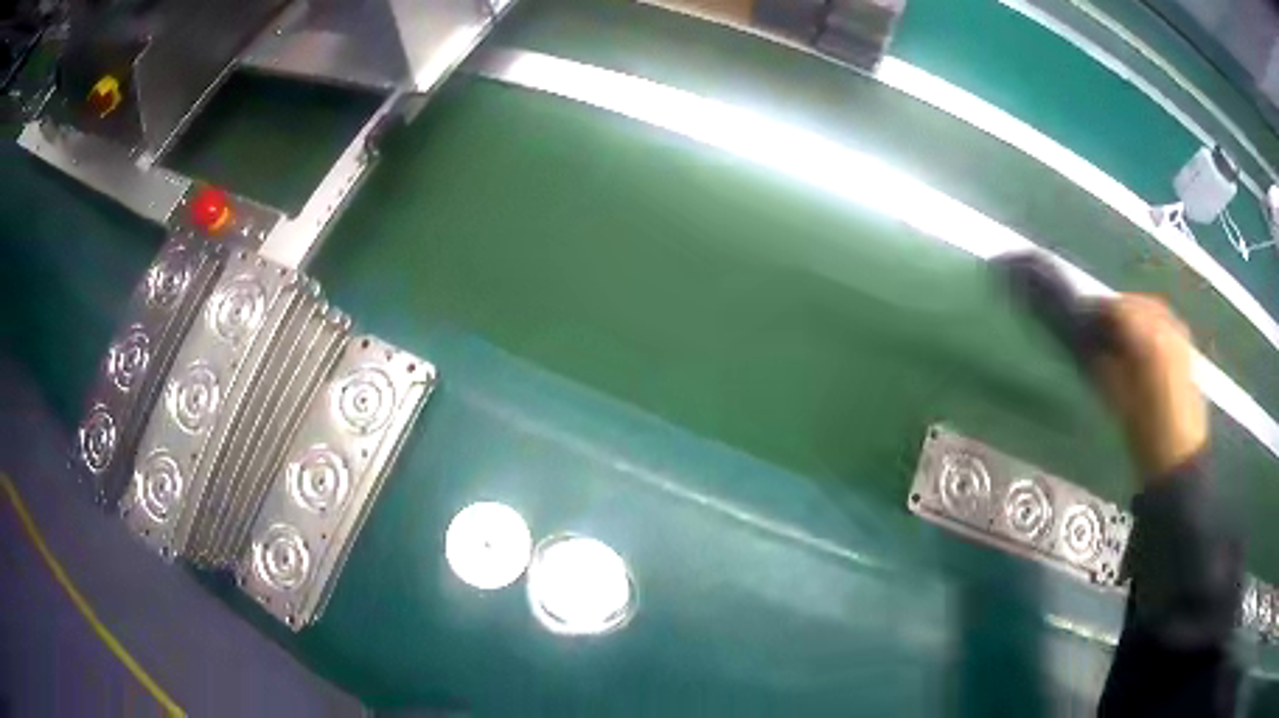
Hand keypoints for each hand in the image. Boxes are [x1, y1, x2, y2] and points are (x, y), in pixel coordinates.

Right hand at [1095, 294, 1207, 480]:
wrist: (1179, 460)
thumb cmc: (1145, 434)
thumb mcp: (1117, 399)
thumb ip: (1102, 363)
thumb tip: (1087, 342)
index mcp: (1147, 337)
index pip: (1118, 308)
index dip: (1098, 310)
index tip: (1082, 319)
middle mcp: (1166, 327)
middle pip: (1137, 303)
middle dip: (1118, 310)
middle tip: (1100, 326)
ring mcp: (1180, 336)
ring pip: (1153, 309)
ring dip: (1136, 315)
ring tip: (1122, 334)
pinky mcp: (1188, 349)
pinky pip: (1167, 322)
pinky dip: (1152, 324)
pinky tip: (1144, 342)